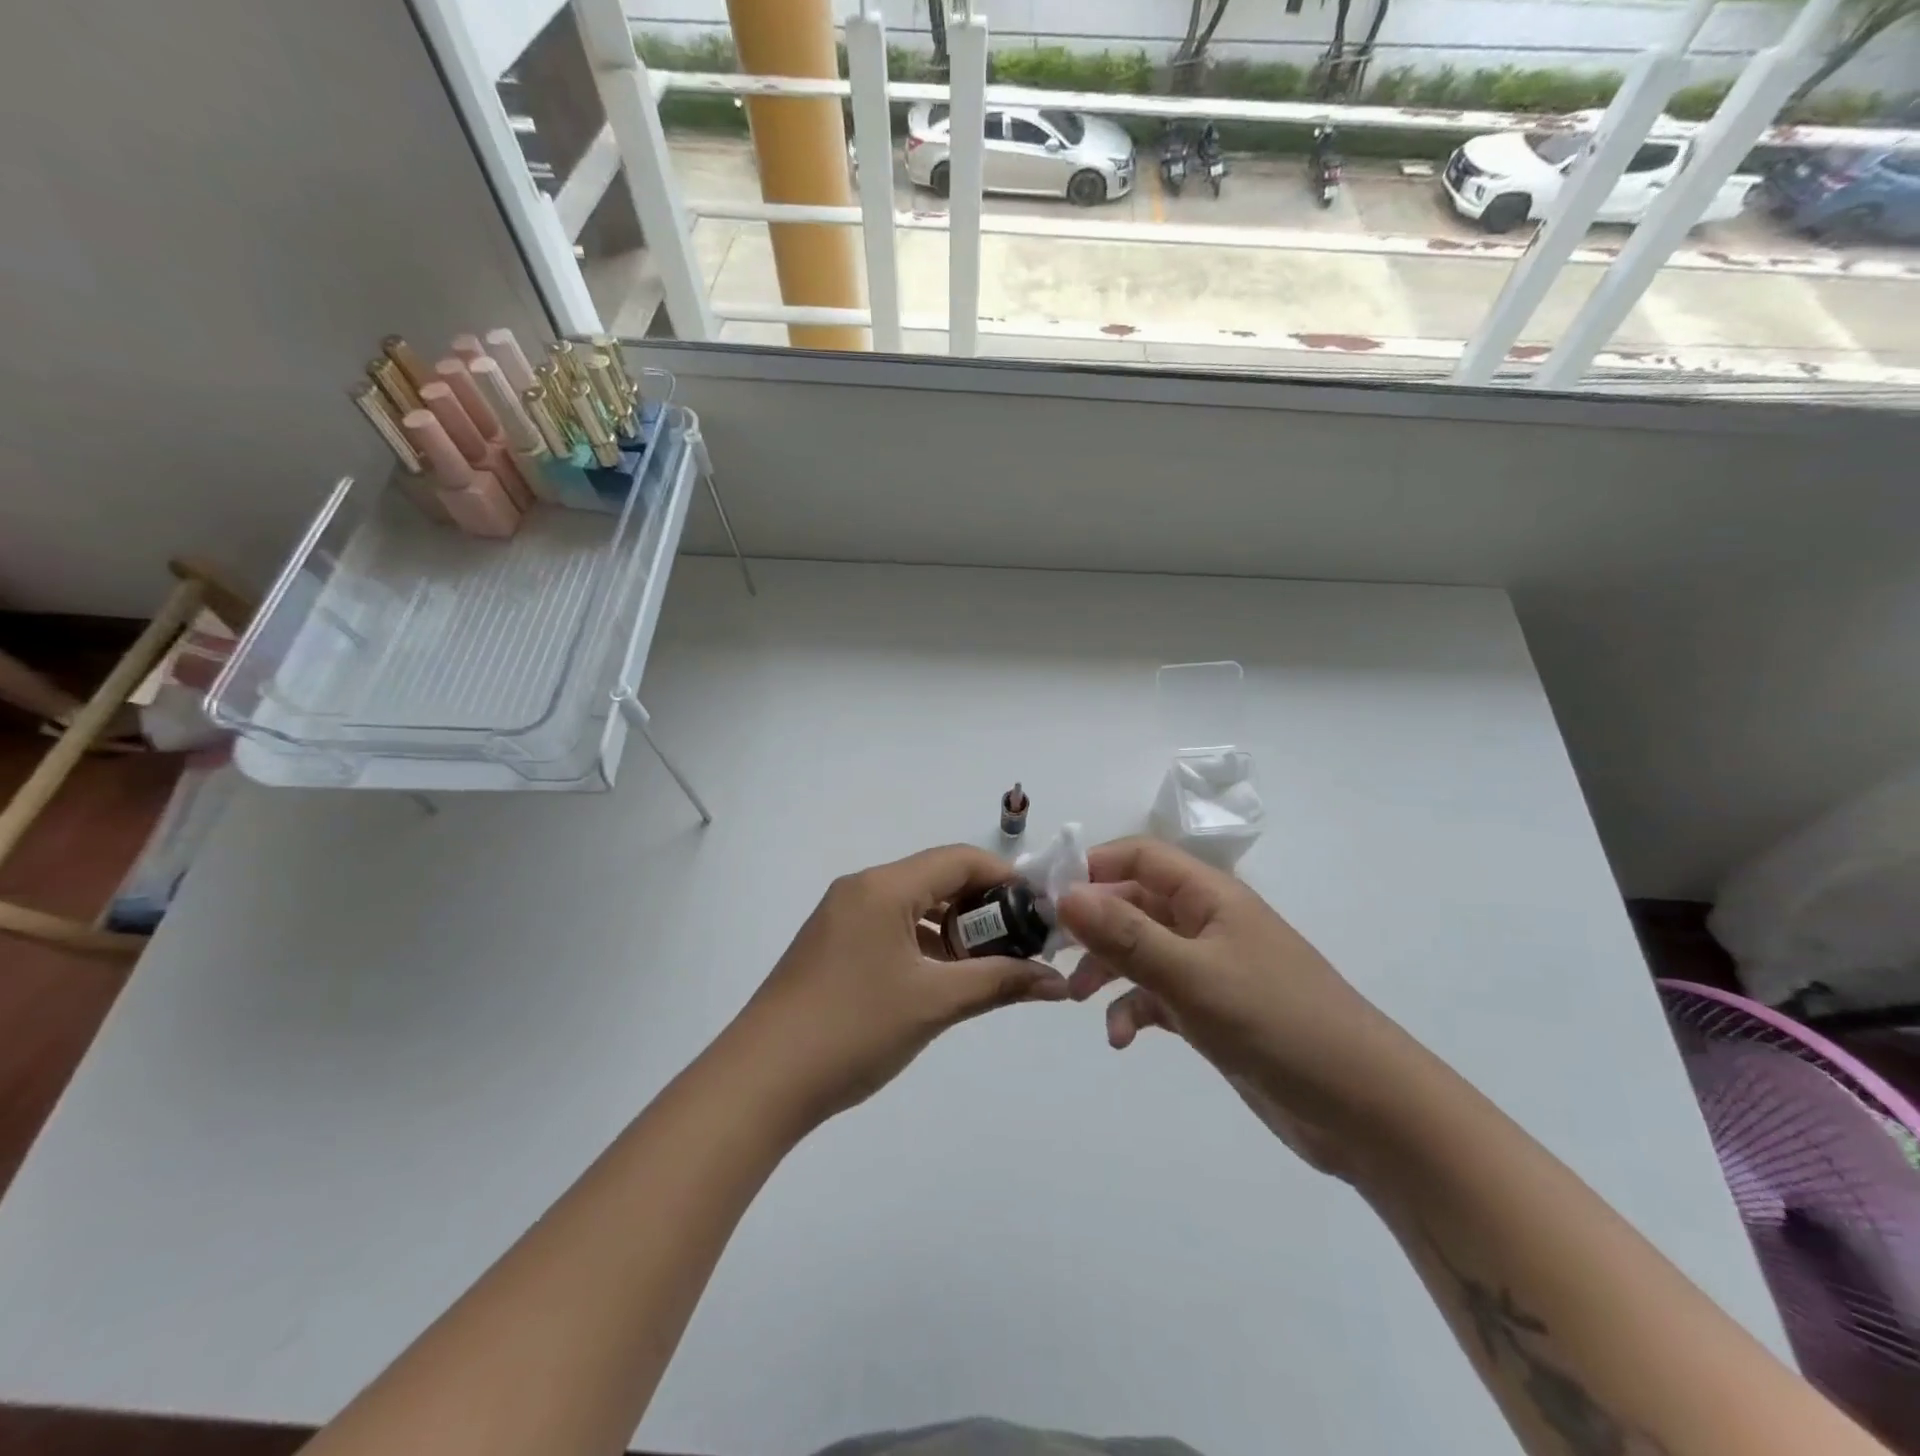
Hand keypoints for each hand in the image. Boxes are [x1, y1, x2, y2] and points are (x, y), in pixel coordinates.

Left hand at [728, 845, 1069, 1126]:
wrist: (761, 1081)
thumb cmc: (853, 1029)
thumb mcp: (934, 1003)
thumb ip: (1000, 983)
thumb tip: (1058, 982)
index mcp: (883, 887)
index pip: (959, 860)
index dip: (1006, 878)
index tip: (1041, 910)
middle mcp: (861, 890)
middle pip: (936, 879)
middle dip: (983, 907)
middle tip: (1021, 943)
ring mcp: (841, 918)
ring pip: (913, 906)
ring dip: (955, 929)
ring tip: (989, 966)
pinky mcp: (831, 946)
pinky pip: (890, 928)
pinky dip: (924, 944)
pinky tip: (944, 980)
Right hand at [1057, 838, 1413, 1176]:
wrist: (1366, 1109)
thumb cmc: (1278, 1022)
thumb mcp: (1193, 975)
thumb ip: (1126, 934)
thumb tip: (1064, 893)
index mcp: (1209, 895)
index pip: (1138, 856)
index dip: (1091, 868)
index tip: (1046, 897)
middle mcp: (1206, 922)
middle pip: (1133, 902)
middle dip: (1091, 924)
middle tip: (1050, 951)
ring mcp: (1209, 967)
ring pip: (1140, 950)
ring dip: (1106, 969)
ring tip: (1075, 998)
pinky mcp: (1211, 1010)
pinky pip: (1157, 995)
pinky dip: (1133, 1009)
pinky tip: (1122, 1039)